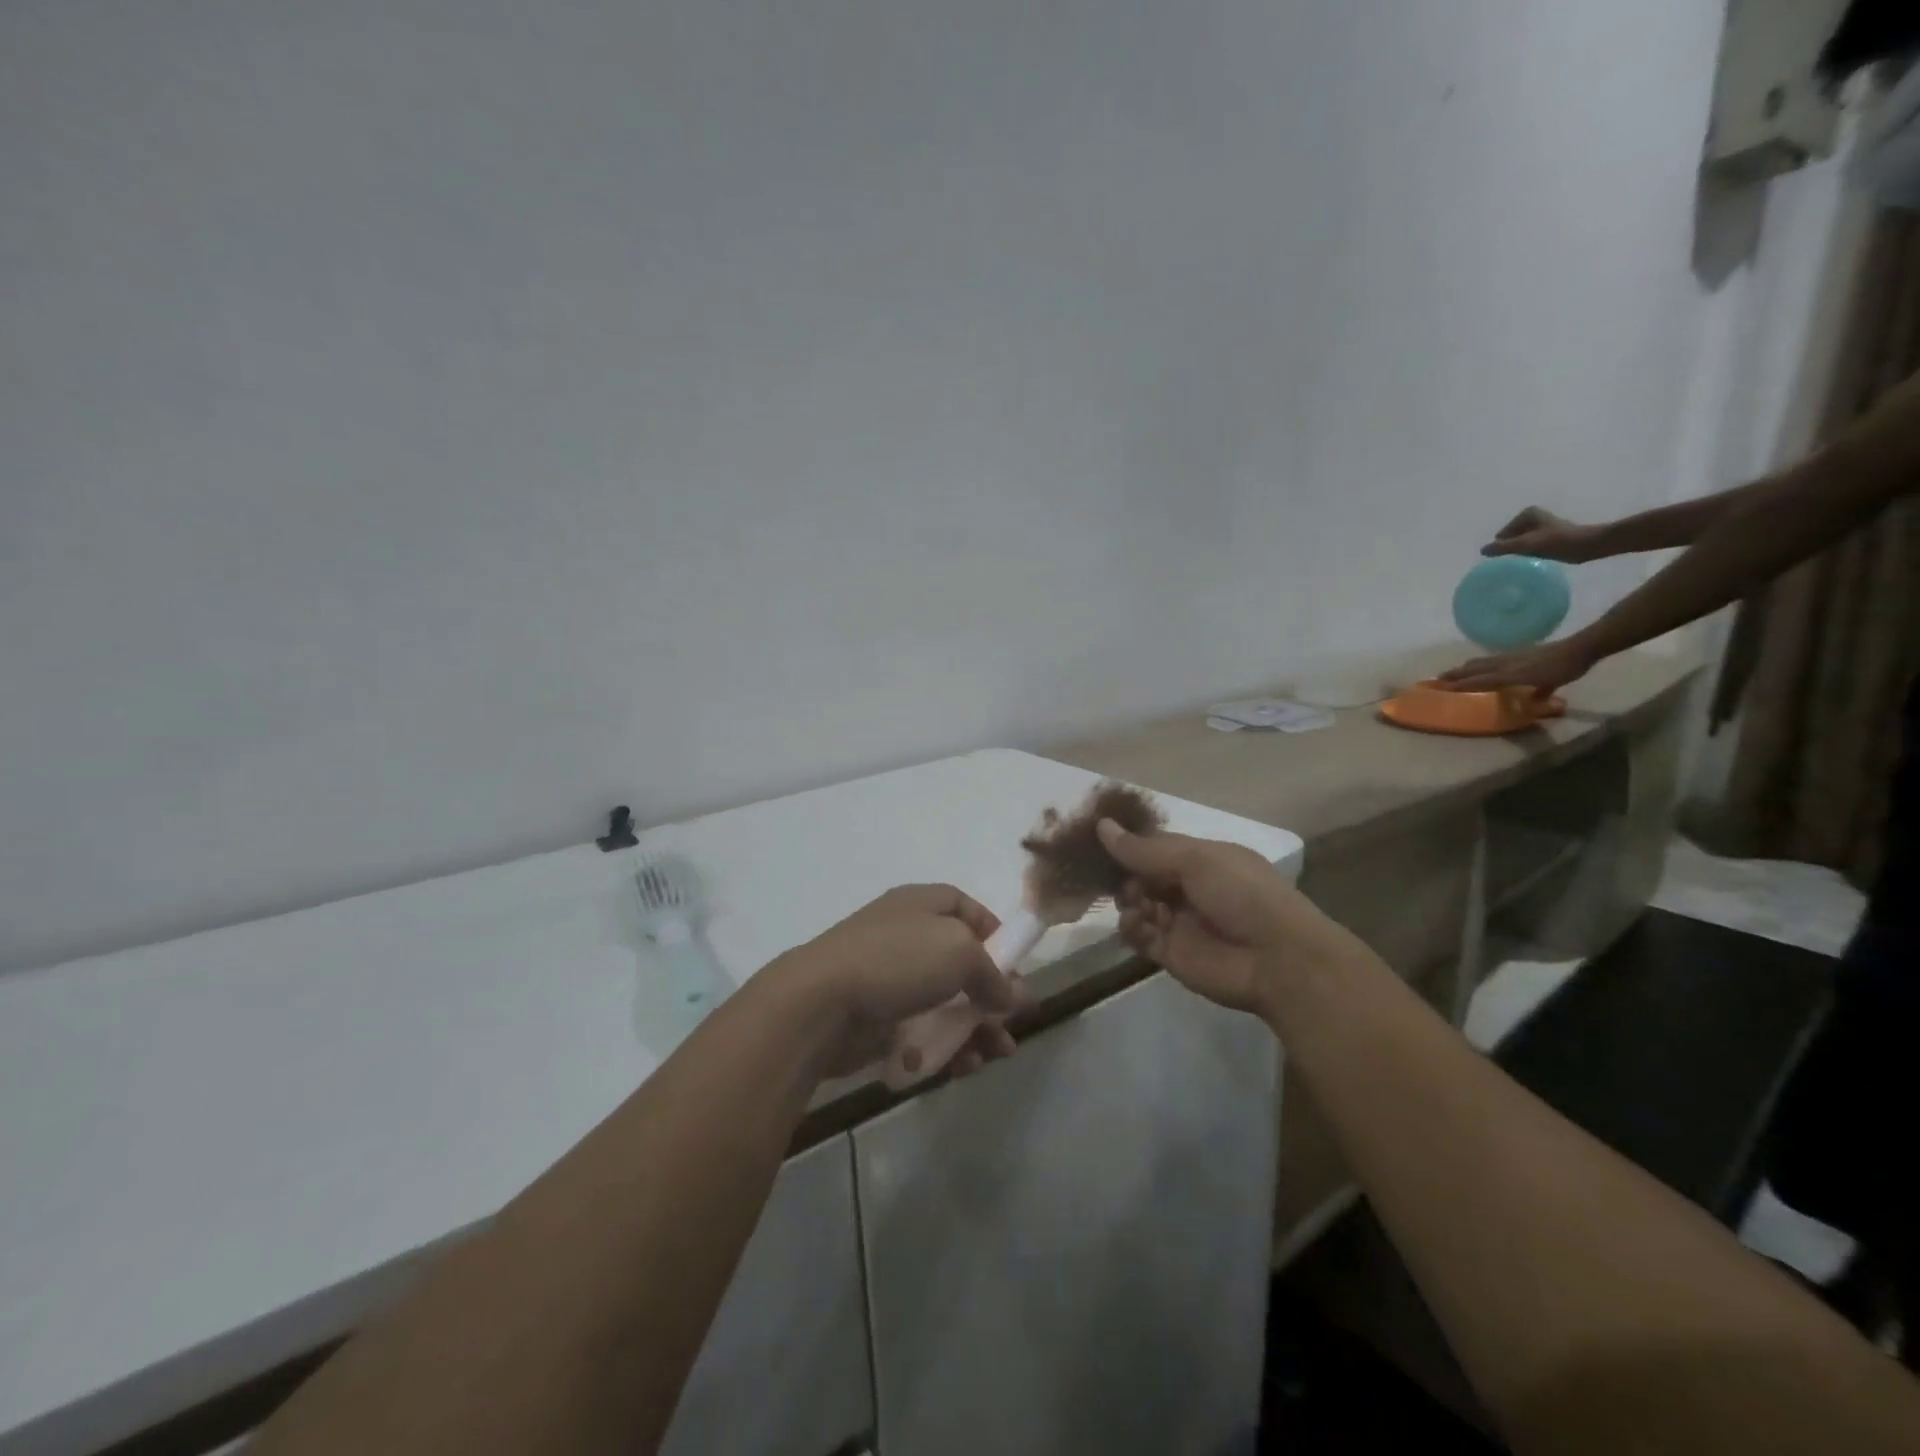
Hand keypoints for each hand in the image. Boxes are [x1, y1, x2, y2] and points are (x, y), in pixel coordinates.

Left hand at [777, 885, 1022, 1079]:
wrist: (821, 1004)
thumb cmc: (897, 961)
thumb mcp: (960, 953)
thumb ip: (992, 974)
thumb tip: (1009, 997)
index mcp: (921, 904)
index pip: (965, 908)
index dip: (994, 933)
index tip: (1016, 966)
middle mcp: (906, 935)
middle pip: (960, 961)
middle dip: (991, 993)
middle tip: (1012, 1023)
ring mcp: (889, 978)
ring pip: (943, 1001)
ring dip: (975, 1027)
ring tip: (996, 1055)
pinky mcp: (876, 1017)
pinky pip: (920, 1030)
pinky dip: (944, 1047)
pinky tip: (961, 1067)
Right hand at [1097, 821, 1364, 1015]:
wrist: (1277, 959)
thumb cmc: (1241, 894)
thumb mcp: (1194, 860)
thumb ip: (1144, 849)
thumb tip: (1101, 826)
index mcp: (1202, 860)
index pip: (1156, 847)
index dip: (1129, 844)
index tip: (1098, 840)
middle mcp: (1189, 889)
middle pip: (1142, 876)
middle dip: (1125, 875)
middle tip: (1119, 878)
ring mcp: (1179, 922)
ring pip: (1137, 905)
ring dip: (1129, 901)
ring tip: (1135, 903)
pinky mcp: (1171, 954)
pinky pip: (1140, 936)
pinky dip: (1132, 928)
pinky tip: (1137, 923)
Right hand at [1438, 635, 1597, 693]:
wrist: (1580, 647)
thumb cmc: (1565, 668)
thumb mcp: (1551, 684)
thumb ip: (1539, 693)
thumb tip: (1533, 704)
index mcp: (1509, 673)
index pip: (1478, 680)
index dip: (1460, 684)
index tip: (1441, 688)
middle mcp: (1504, 664)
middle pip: (1473, 669)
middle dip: (1454, 674)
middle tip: (1436, 679)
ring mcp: (1509, 657)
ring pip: (1480, 662)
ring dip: (1464, 668)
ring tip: (1452, 672)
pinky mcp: (1516, 653)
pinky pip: (1491, 659)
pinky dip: (1479, 663)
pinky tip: (1481, 664)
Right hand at [1482, 507, 1603, 563]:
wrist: (1589, 545)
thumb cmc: (1558, 542)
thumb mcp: (1527, 544)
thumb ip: (1503, 547)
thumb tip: (1483, 551)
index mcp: (1525, 514)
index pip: (1501, 536)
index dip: (1505, 548)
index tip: (1517, 556)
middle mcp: (1531, 517)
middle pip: (1509, 540)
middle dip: (1512, 551)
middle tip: (1521, 560)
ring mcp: (1539, 526)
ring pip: (1519, 545)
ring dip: (1520, 554)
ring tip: (1529, 561)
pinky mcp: (1547, 535)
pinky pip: (1529, 547)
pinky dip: (1529, 554)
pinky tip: (1537, 560)